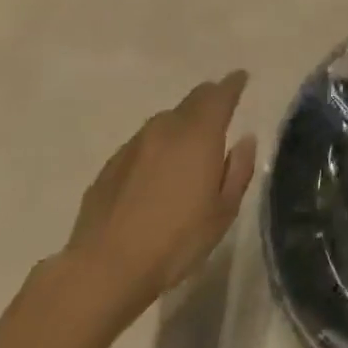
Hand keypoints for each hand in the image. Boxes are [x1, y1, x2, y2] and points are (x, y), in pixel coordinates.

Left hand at [62, 71, 258, 323]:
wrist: (104, 269)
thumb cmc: (177, 240)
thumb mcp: (224, 210)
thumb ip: (238, 169)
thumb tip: (244, 140)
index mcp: (199, 136)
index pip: (219, 96)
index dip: (232, 84)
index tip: (241, 77)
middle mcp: (165, 131)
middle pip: (190, 102)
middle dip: (208, 97)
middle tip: (220, 102)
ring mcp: (132, 148)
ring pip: (163, 122)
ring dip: (181, 122)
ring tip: (190, 138)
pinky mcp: (108, 169)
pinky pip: (141, 145)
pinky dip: (157, 146)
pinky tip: (158, 169)